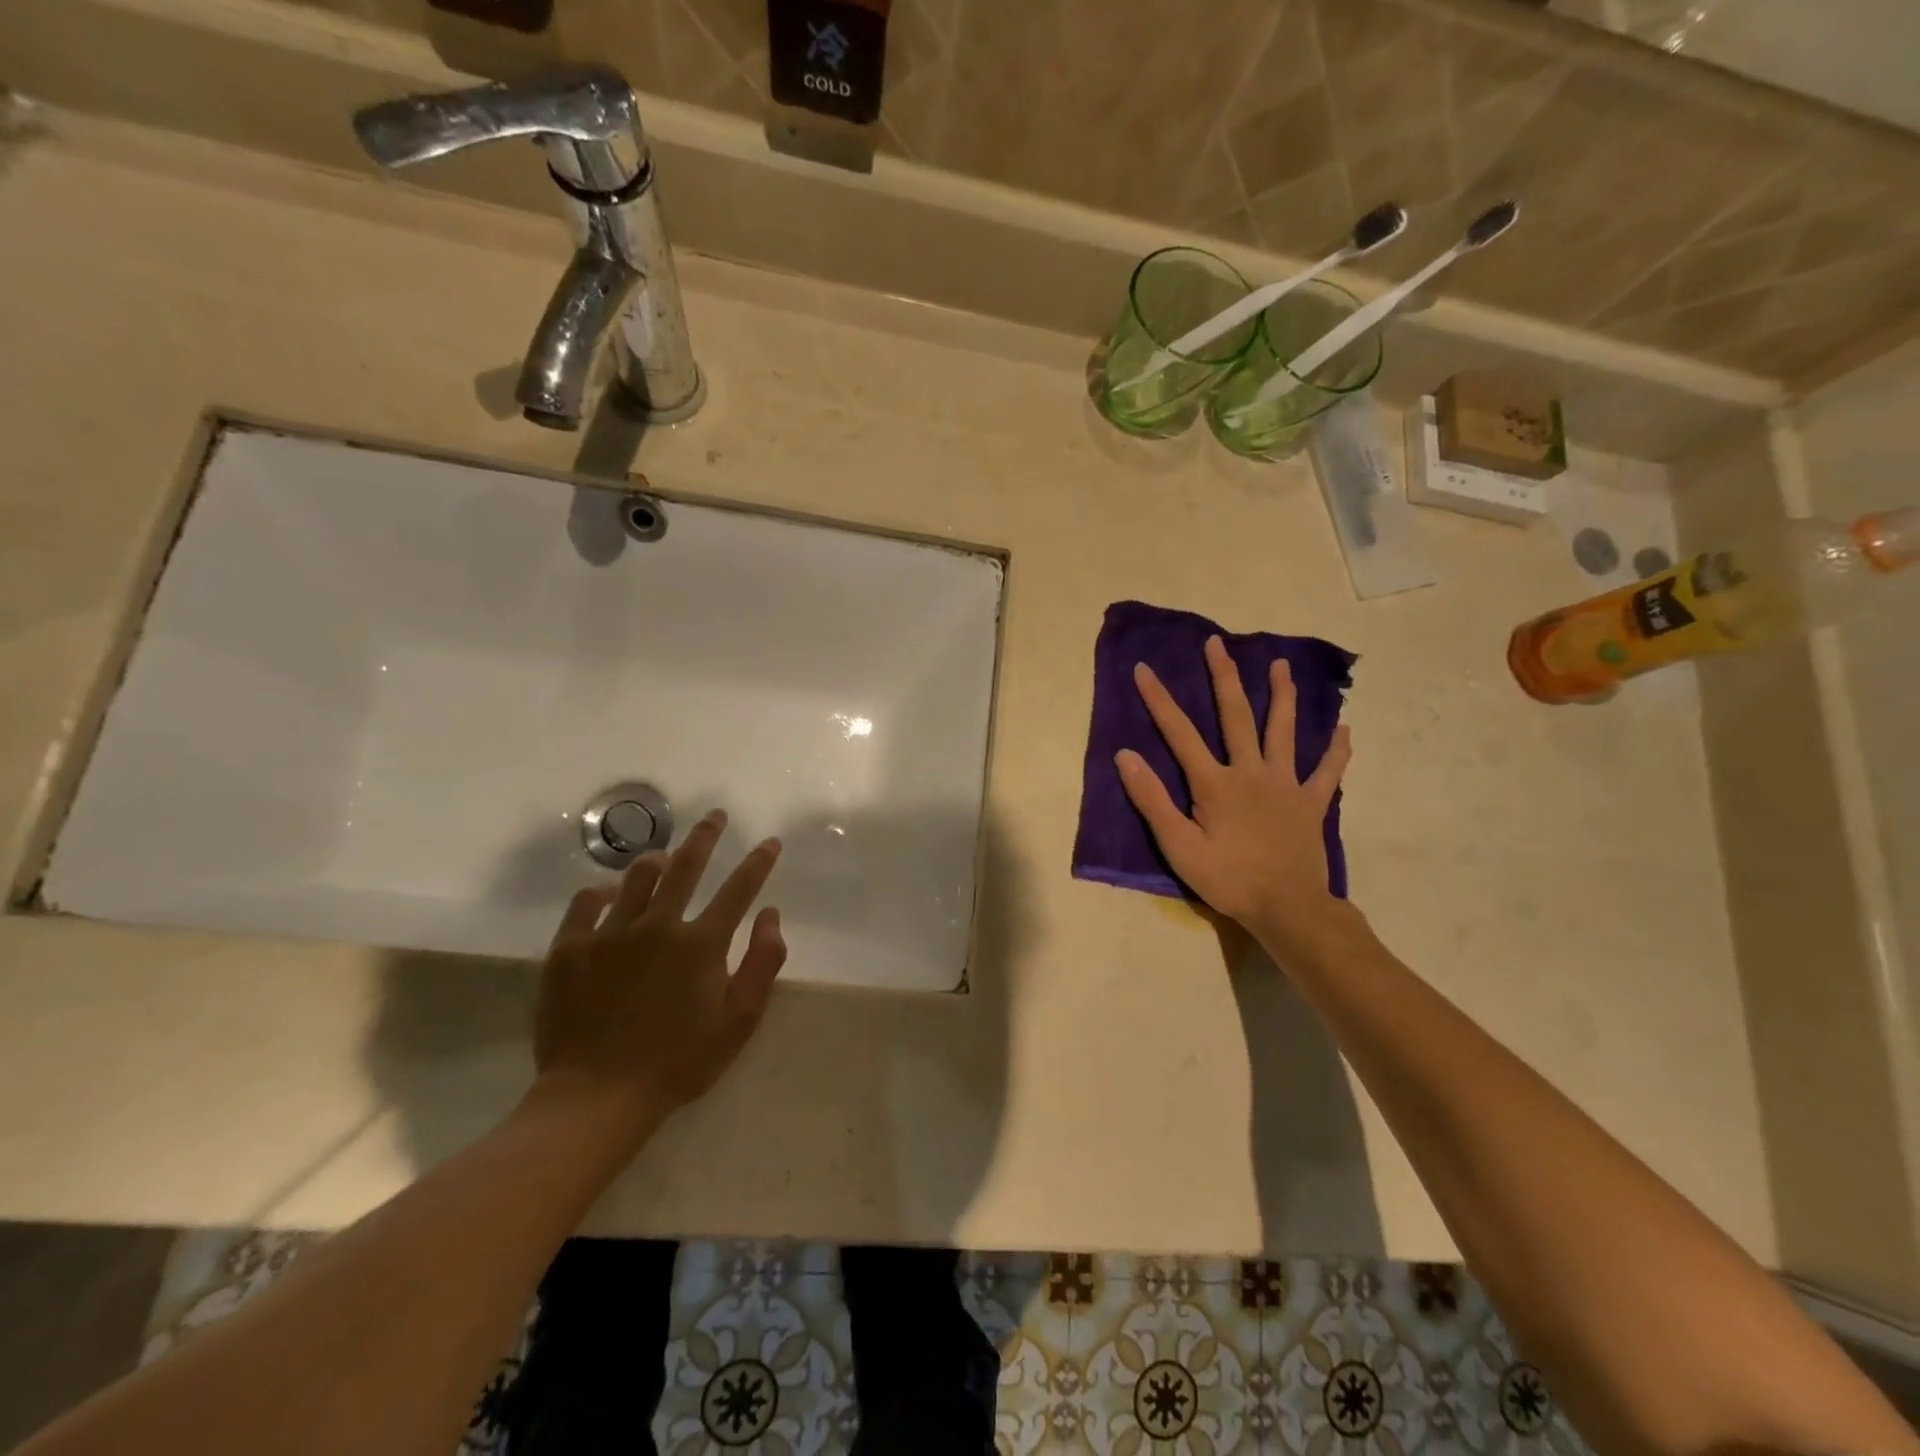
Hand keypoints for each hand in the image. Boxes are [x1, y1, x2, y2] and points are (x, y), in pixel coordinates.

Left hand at [532, 809, 785, 1133]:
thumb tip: (770, 914)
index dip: (758, 862)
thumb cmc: (679, 1063)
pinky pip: (584, 904)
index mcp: (701, 943)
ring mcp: (609, 934)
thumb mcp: (739, 1021)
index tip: (770, 842)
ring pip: (635, 877)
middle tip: (714, 815)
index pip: (739, 889)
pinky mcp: (569, 949)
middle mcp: (657, 925)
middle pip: (686, 866)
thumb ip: (763, 963)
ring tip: (664, 856)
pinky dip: (599, 892)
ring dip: (655, 860)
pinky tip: (607, 893)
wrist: (597, 1097)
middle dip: (705, 836)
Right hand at [1116, 636, 1351, 950]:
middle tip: (1217, 644)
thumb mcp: (1178, 846)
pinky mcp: (1311, 803)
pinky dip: (1336, 751)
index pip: (1180, 733)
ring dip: (1282, 696)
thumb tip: (1126, 756)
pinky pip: (1327, 771)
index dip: (1159, 700)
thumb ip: (1152, 800)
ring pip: (1284, 731)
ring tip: (1281, 665)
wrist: (1287, 908)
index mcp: (1215, 783)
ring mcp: (1286, 784)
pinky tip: (1344, 731)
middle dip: (1224, 677)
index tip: (1144, 669)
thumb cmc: (1227, 879)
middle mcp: (1251, 772)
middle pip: (1236, 716)